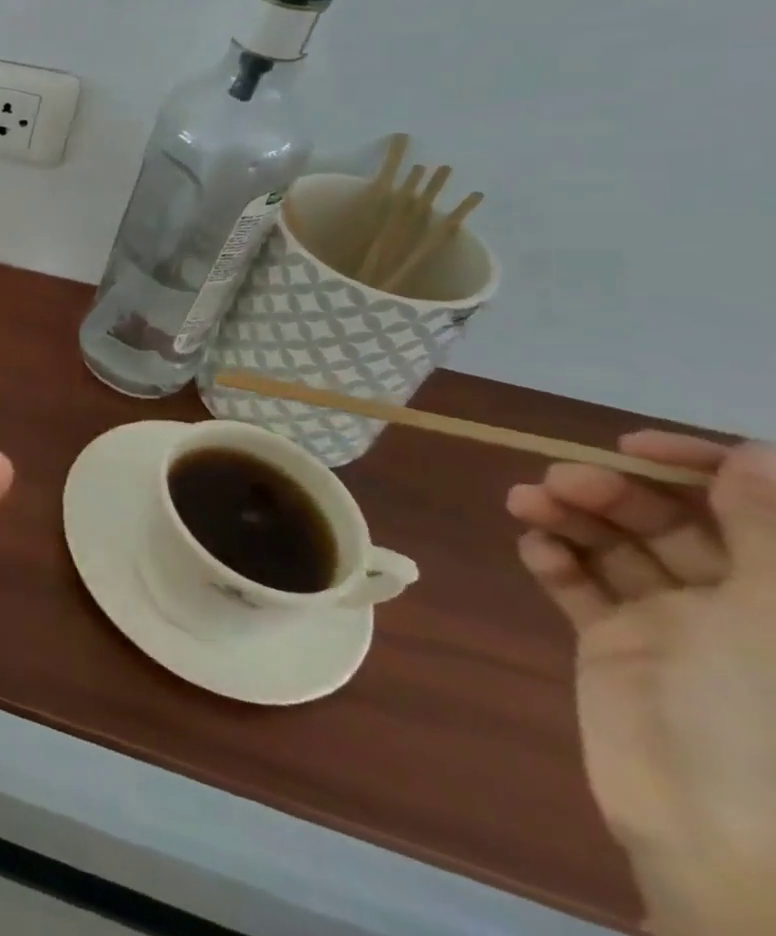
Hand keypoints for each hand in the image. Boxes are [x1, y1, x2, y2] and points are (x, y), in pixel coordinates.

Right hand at [508, 433, 775, 934]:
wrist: (713, 830)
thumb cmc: (762, 718)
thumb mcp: (772, 622)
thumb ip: (766, 534)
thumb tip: (751, 453)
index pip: (751, 505)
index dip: (701, 466)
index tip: (633, 445)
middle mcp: (744, 603)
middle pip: (673, 521)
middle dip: (613, 492)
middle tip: (557, 482)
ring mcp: (679, 625)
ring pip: (619, 547)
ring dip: (570, 517)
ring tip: (524, 505)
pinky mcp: (620, 642)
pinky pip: (583, 587)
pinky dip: (557, 561)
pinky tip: (537, 551)